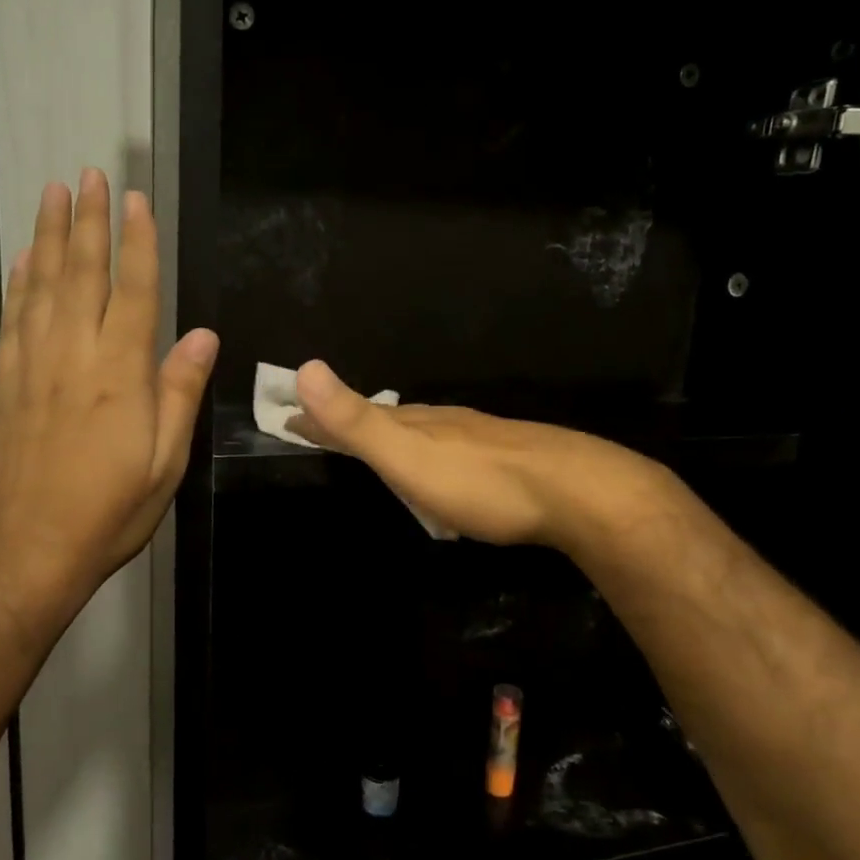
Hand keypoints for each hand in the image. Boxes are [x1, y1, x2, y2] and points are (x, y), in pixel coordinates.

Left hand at [0, 171, 218, 618]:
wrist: (31, 550)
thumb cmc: (111, 509)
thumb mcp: (166, 461)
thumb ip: (179, 392)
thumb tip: (201, 336)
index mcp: (118, 374)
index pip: (131, 292)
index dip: (136, 242)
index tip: (136, 199)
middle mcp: (72, 357)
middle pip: (80, 274)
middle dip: (89, 221)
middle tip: (89, 175)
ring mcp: (31, 367)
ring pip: (40, 287)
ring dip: (48, 237)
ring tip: (53, 196)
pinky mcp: (5, 385)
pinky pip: (11, 319)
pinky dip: (17, 283)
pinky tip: (22, 260)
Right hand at [291, 360, 657, 549]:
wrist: (572, 492)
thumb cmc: (479, 481)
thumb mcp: (408, 454)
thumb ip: (357, 420)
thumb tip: (304, 367)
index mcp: (414, 422)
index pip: (353, 414)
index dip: (318, 418)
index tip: (286, 418)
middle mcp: (442, 423)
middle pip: (386, 419)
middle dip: (351, 425)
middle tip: (323, 432)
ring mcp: (476, 439)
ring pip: (422, 433)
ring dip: (391, 438)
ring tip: (374, 449)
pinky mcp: (504, 461)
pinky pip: (450, 452)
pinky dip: (427, 456)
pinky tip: (440, 471)